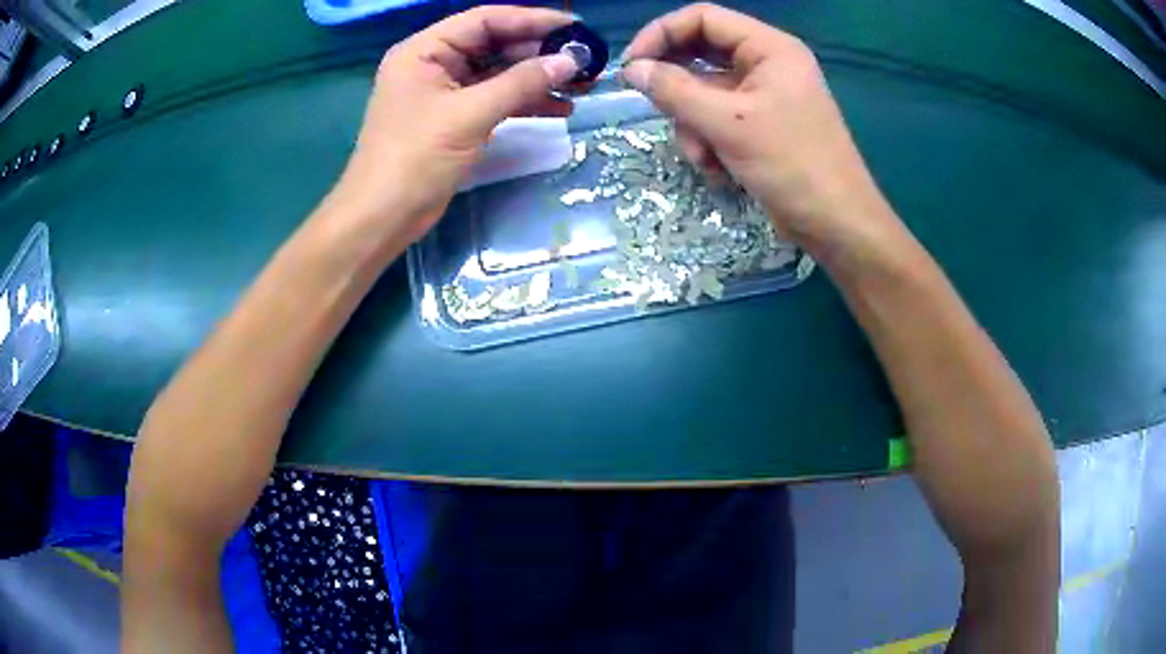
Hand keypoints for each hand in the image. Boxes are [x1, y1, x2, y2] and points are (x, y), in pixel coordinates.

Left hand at [327, 6, 580, 245]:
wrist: (383, 218)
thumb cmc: (416, 159)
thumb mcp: (470, 115)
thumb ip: (521, 83)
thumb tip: (570, 61)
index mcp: (424, 51)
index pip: (485, 21)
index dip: (532, 20)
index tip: (574, 28)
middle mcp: (434, 64)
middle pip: (495, 45)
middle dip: (540, 53)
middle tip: (584, 61)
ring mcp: (444, 92)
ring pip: (499, 74)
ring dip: (537, 79)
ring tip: (581, 86)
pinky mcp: (454, 118)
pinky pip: (495, 99)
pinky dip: (524, 102)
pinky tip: (559, 108)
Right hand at [621, 4, 897, 253]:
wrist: (835, 224)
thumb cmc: (791, 165)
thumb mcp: (727, 124)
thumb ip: (674, 91)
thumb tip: (631, 69)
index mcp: (769, 48)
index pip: (703, 18)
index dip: (661, 34)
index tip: (631, 65)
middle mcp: (766, 63)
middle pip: (701, 54)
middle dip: (678, 89)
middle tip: (657, 109)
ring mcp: (764, 95)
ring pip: (704, 91)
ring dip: (693, 125)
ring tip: (705, 158)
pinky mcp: (761, 124)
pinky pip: (718, 118)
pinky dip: (710, 141)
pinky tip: (719, 169)